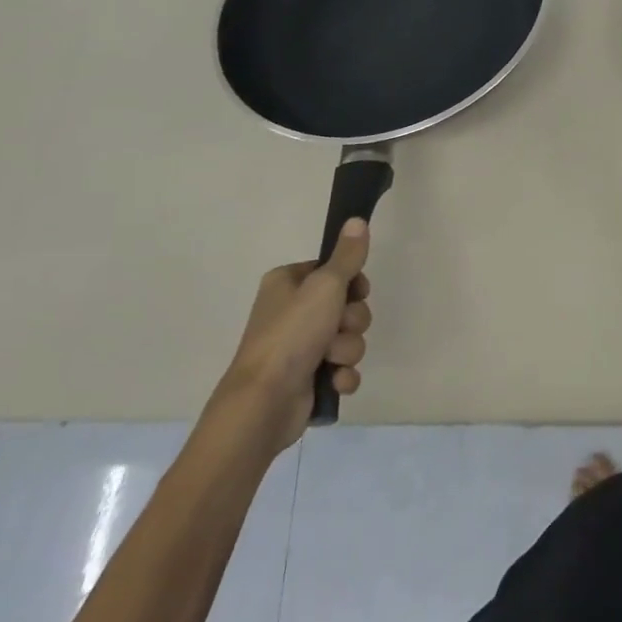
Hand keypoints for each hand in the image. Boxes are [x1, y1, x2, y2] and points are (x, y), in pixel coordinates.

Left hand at [216, 218, 373, 455]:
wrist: (264, 402)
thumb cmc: (292, 334)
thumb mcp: (325, 286)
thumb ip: (347, 255)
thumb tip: (357, 219)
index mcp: (289, 283)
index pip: (335, 271)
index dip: (352, 283)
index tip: (355, 292)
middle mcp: (293, 311)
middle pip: (347, 306)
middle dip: (351, 321)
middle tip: (337, 329)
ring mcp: (300, 347)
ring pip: (349, 338)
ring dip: (347, 350)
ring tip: (331, 360)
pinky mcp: (309, 377)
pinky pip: (343, 368)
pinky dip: (342, 375)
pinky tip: (333, 382)